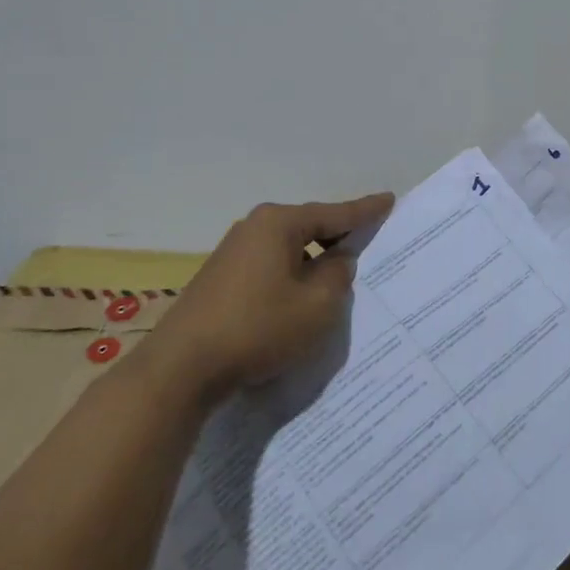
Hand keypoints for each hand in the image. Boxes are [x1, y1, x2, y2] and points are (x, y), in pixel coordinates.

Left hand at [147, 193, 393, 399]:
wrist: (181, 369)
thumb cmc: (258, 329)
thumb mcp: (317, 306)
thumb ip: (338, 276)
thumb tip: (337, 260)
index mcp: (279, 224)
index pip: (334, 213)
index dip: (365, 210)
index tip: (389, 200)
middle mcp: (254, 227)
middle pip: (309, 227)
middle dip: (337, 237)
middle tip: (366, 244)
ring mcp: (232, 252)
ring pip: (288, 249)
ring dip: (312, 262)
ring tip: (335, 279)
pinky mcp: (220, 278)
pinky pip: (269, 266)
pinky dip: (291, 276)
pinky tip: (297, 299)